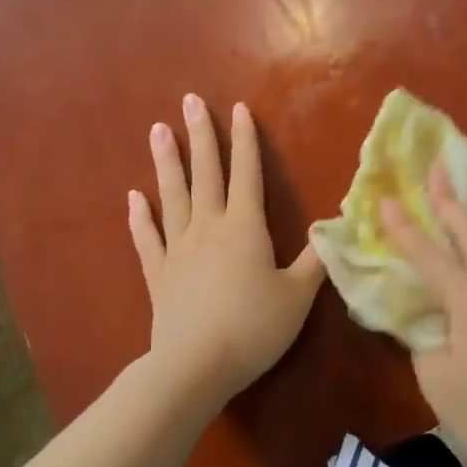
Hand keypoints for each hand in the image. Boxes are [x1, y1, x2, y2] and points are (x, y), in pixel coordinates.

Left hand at [129, 94, 326, 407]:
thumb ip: (315, 260)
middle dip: (200, 136)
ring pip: (172, 196)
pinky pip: (147, 238)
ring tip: (158, 131)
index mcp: (244, 227)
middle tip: (189, 101)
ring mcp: (178, 249)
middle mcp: (208, 228)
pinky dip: (139, 217)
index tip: (237, 108)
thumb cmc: (254, 327)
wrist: (196, 365)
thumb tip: (333, 228)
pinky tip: (133, 198)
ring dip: (166, 162)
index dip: (244, 140)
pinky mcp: (158, 274)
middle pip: (204, 174)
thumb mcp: (297, 296)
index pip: (246, 173)